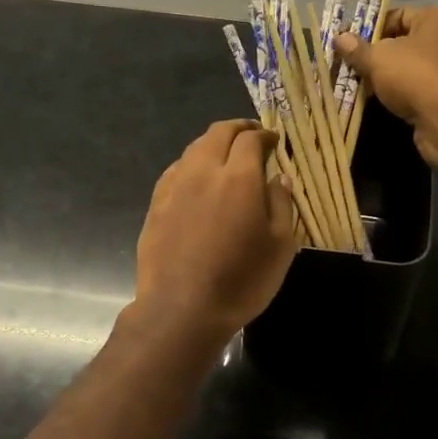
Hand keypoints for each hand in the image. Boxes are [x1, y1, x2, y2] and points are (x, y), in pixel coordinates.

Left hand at [133, 120, 295, 338]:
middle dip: (237, 129)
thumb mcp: (280, 246)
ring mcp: (174, 187)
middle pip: (218, 133)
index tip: (274, 141)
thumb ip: (282, 204)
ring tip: (226, 156)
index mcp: (238, 178)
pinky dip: (192, 164)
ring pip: (194, 148)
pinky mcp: (155, 205)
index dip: (264, 135)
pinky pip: (176, 170)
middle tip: (251, 136)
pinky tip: (198, 180)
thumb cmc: (241, 280)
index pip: (250, 139)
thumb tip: (279, 177)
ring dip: (213, 144)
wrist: (182, 309)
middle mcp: (203, 172)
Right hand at [336, 7, 437, 172]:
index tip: (351, 45)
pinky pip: (426, 85)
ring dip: (393, 75)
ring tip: (367, 86)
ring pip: (416, 65)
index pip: (399, 14)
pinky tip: (389, 102)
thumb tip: (339, 38)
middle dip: (380, 54)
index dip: (371, 28)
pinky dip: (408, 91)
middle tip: (356, 67)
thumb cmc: (415, 76)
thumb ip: (357, 49)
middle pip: (408, 41)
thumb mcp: (378, 59)